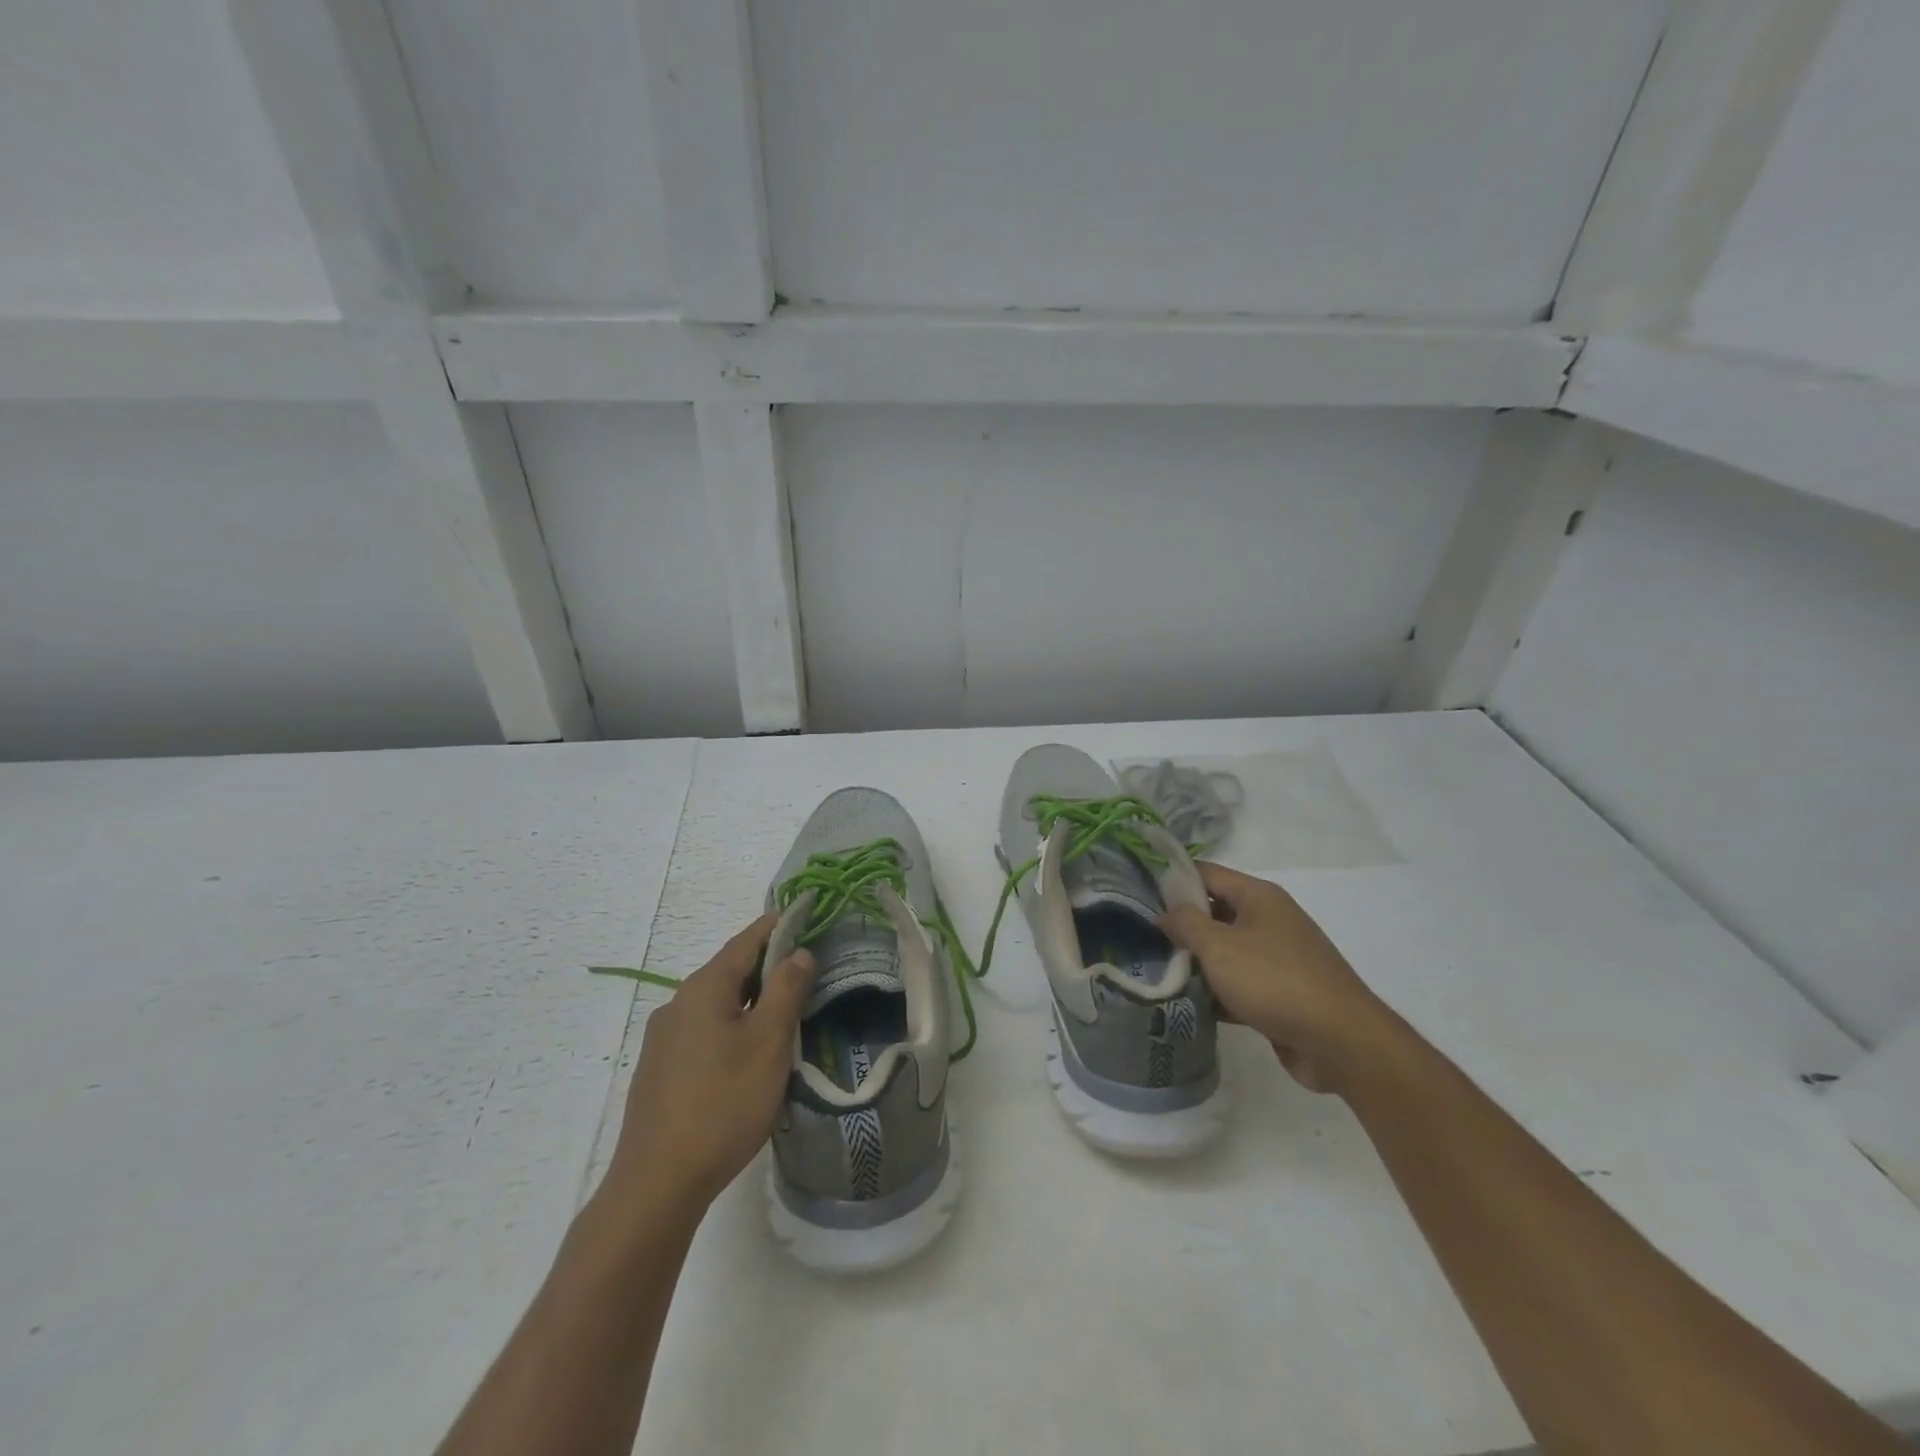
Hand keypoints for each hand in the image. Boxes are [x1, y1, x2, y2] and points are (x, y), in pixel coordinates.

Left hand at [604, 916, 815, 1219]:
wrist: (658, 1182)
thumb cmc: (724, 1102)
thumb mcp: (769, 1042)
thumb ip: (786, 990)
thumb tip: (798, 952)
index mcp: (704, 988)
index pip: (745, 941)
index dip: (776, 926)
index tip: (804, 916)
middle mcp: (678, 1004)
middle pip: (729, 971)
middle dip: (767, 966)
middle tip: (806, 969)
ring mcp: (664, 1039)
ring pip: (716, 1004)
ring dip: (750, 1000)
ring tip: (785, 1013)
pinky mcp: (660, 1070)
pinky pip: (703, 1031)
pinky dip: (732, 1026)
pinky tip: (749, 1054)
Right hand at [1161, 862, 1398, 1094]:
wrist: (1341, 1043)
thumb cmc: (1275, 981)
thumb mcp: (1219, 947)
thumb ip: (1185, 923)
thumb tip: (1164, 912)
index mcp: (1258, 897)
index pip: (1205, 873)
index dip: (1171, 878)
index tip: (1136, 889)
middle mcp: (1269, 920)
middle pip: (1214, 912)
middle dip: (1179, 923)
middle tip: (1138, 933)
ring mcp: (1276, 958)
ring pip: (1224, 951)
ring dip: (1195, 961)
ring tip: (1153, 968)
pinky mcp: (1279, 993)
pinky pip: (1238, 983)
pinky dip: (1215, 991)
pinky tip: (1185, 1003)